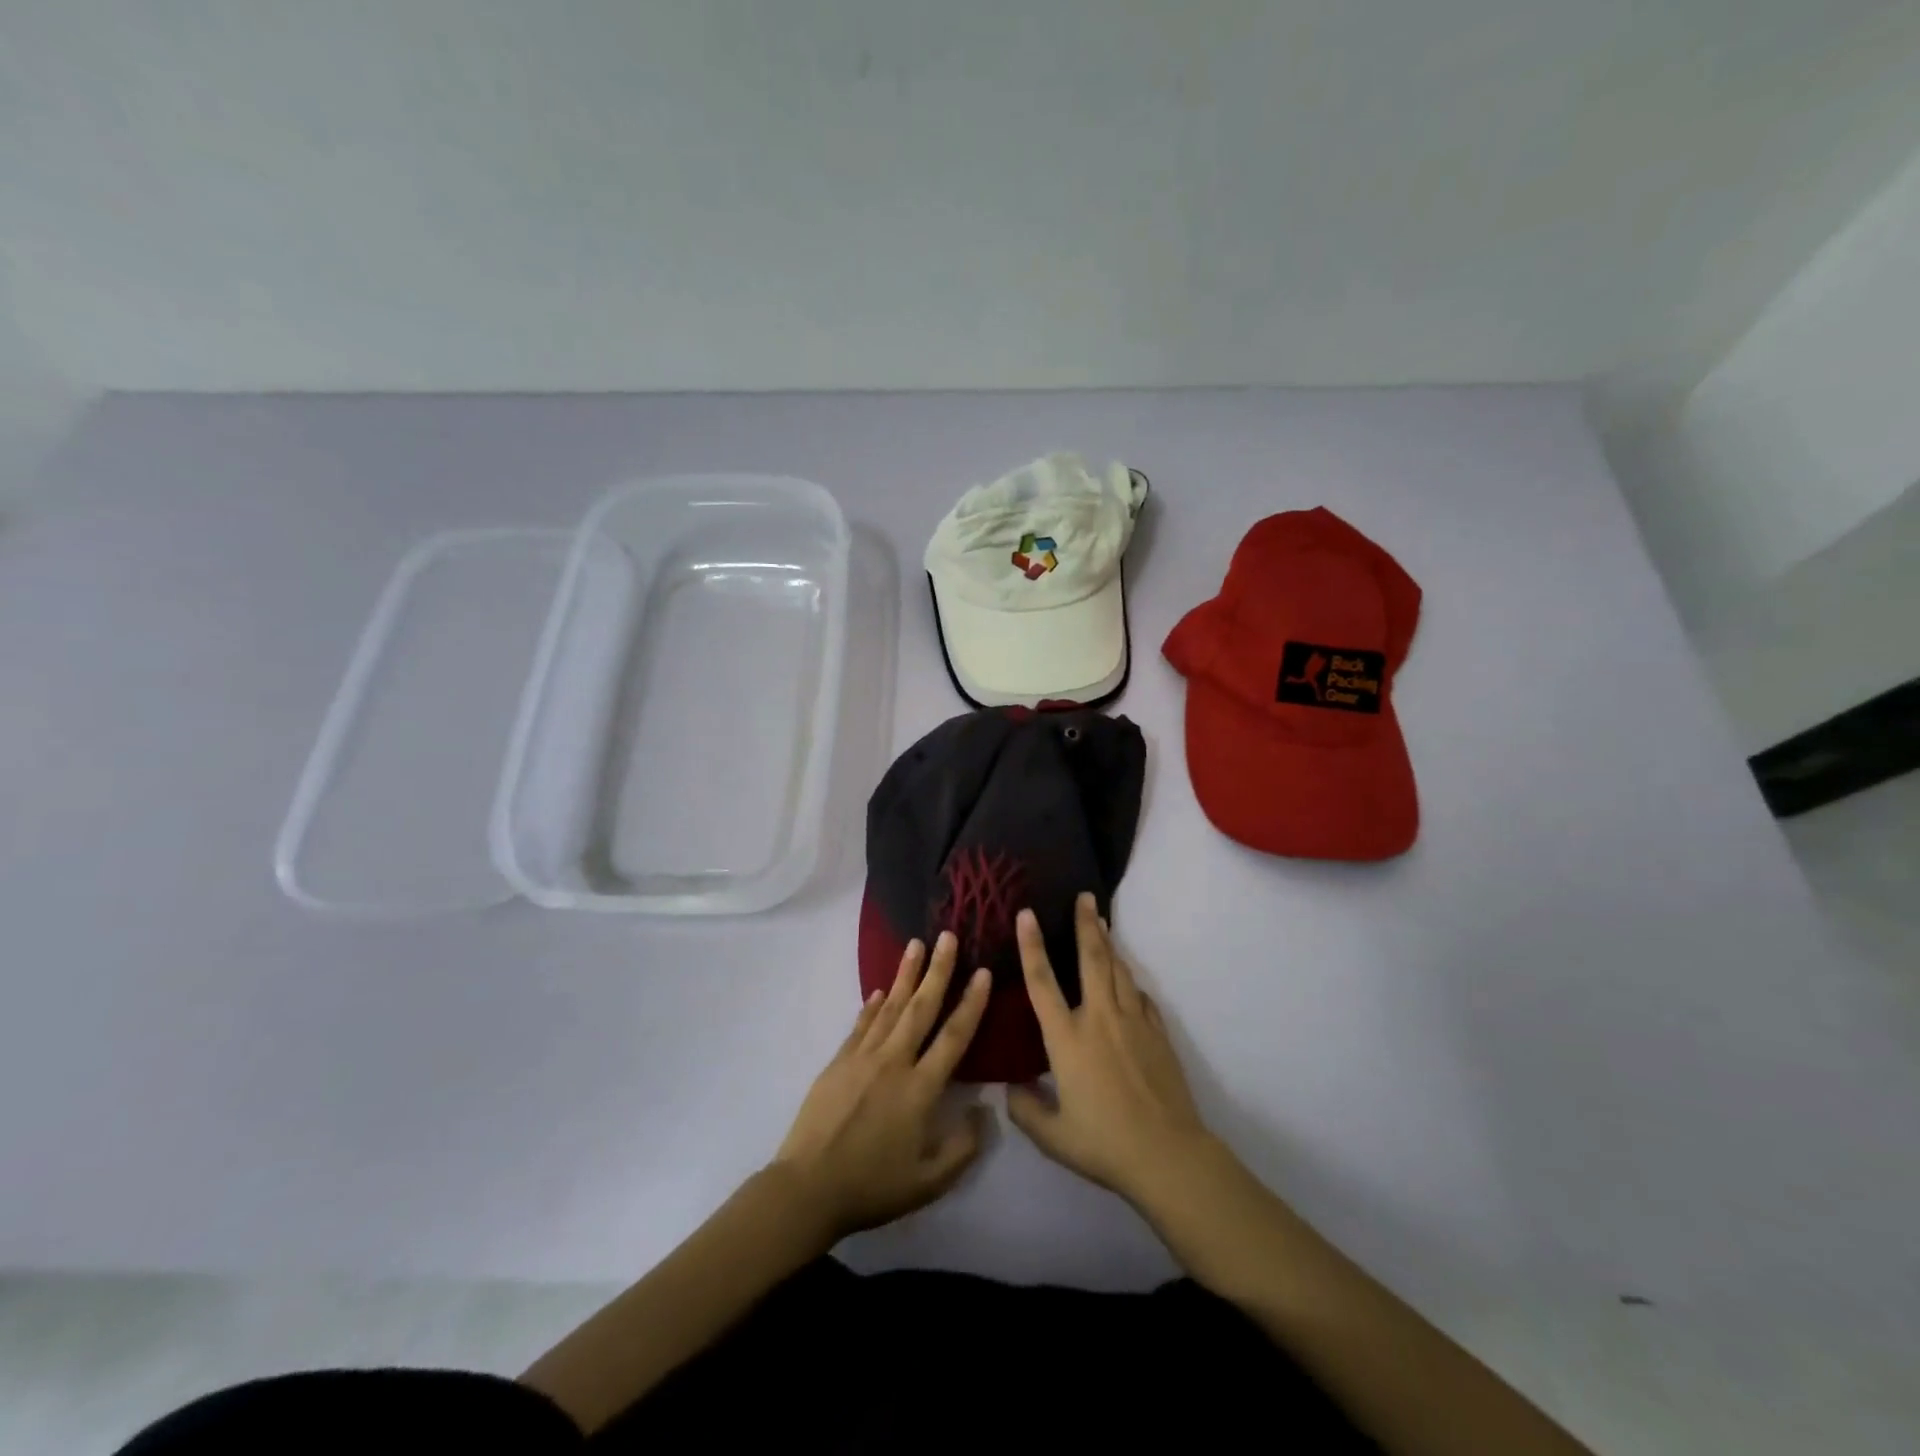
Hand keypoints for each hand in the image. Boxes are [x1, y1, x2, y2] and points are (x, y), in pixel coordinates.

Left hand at [773, 931, 991, 1240]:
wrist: (808, 1188)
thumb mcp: (928, 1182)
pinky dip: (872, 1006)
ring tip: (916, 944)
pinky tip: (879, 991)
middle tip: (947, 935)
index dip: (971, 1003)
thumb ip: (962, 1147)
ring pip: (890, 1007)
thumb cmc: (872, 1187)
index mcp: (920, 1089)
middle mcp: (894, 1062)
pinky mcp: (838, 1062)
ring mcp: (862, 1058)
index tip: (983, 972)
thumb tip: (983, 1111)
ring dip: (905, 975)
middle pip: (921, 1008)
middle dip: (938, 970)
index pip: (954, 1037)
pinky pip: (861, 1026)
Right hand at [1006, 894, 1213, 1205]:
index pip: (1042, 982)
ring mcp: (1133, 1022)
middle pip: (1092, 959)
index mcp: (1067, 1038)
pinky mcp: (1157, 1033)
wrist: (1167, 1154)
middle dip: (1087, 924)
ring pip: (1119, 971)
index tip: (1027, 914)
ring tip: (1103, 923)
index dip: (1031, 945)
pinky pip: (1141, 996)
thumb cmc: (1104, 1143)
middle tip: (1085, 896)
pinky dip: (1131, 982)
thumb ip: (1026, 1109)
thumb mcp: (1053, 1136)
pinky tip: (1129, 982)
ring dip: (1109, 944)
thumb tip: (1012, 1088)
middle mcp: (1099, 1018)